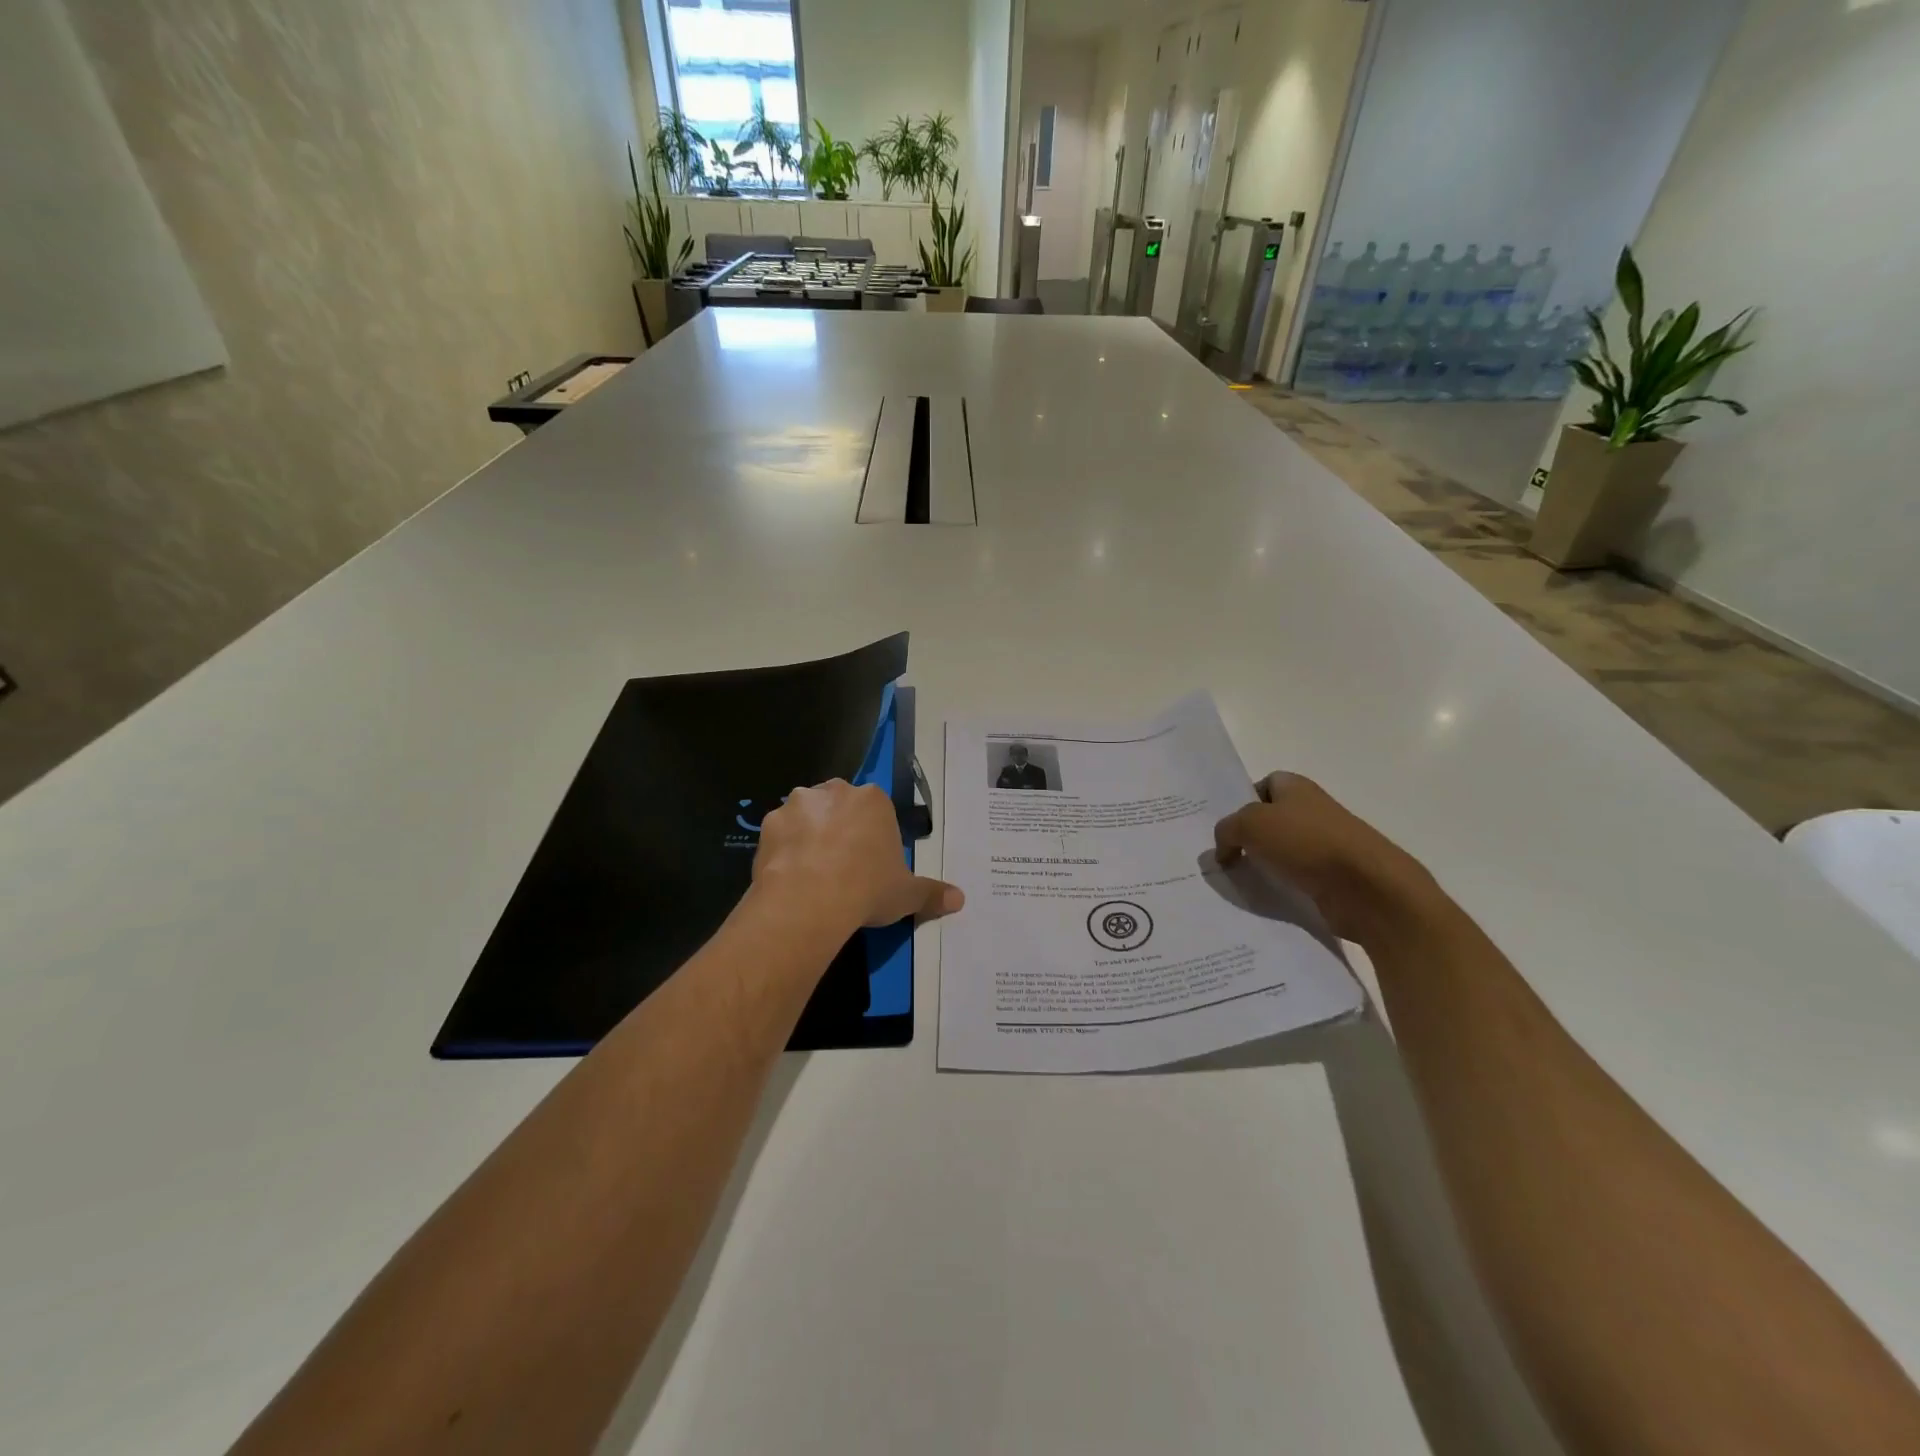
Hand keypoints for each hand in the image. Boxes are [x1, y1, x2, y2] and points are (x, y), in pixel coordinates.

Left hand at [752, 779, 963, 932]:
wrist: (810, 900)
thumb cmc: (867, 888)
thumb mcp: (907, 895)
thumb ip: (932, 893)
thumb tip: (960, 899)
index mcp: (873, 800)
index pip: (876, 809)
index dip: (873, 835)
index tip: (870, 862)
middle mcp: (835, 791)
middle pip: (839, 805)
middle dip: (840, 827)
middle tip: (842, 865)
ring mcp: (797, 804)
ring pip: (807, 815)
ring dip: (809, 834)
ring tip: (812, 872)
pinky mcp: (768, 823)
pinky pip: (780, 834)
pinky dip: (784, 849)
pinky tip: (789, 875)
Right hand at [1214, 773, 1438, 947]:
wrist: (1366, 887)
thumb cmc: (1306, 842)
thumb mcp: (1250, 824)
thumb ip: (1226, 830)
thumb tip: (1224, 850)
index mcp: (1296, 787)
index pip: (1263, 784)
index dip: (1242, 801)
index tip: (1227, 826)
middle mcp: (1312, 811)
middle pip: (1270, 820)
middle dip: (1248, 837)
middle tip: (1224, 855)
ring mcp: (1325, 845)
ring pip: (1281, 851)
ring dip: (1262, 865)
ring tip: (1239, 879)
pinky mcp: (1332, 877)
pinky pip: (1295, 878)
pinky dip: (1280, 887)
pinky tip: (1264, 897)